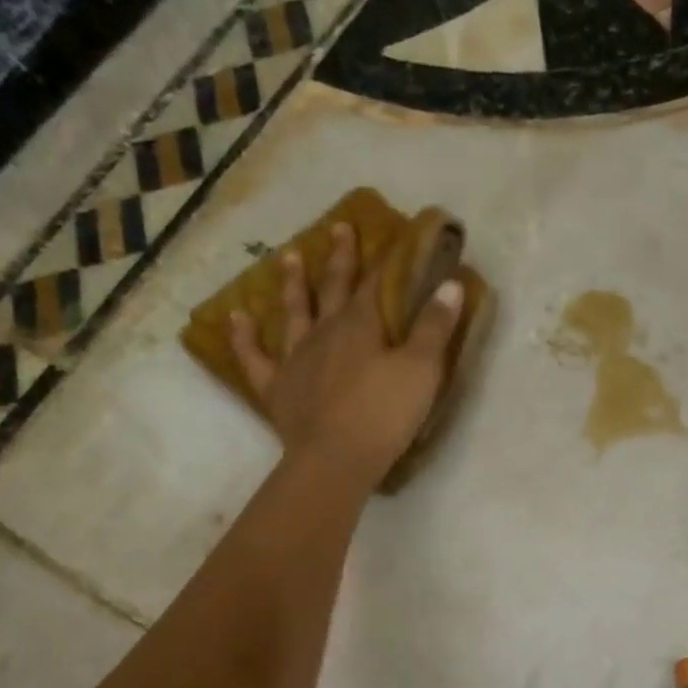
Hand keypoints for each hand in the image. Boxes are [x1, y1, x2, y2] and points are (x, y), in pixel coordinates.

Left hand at [229, 222, 462, 487]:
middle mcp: (324, 332)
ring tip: (288, 257)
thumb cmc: (384, 414)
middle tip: (337, 229)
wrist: (336, 459)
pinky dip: (245, 336)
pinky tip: (237, 318)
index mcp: (360, 325)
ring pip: (293, 313)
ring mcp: (296, 359)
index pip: (373, 283)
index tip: (389, 238)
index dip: (383, 260)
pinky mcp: (277, 388)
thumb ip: (435, 327)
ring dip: (292, 285)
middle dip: (338, 259)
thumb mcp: (422, 370)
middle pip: (332, 288)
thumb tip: (450, 283)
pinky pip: (255, 357)